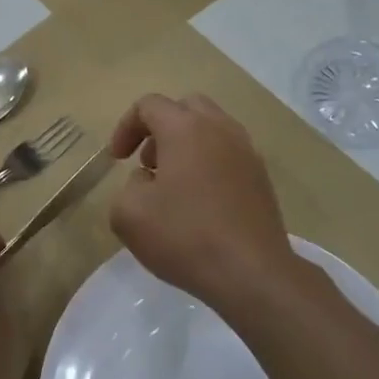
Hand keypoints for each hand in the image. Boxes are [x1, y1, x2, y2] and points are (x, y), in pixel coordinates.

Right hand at [108, 93, 295, 309]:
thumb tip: (147, 181)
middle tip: (147, 162)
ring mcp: (247, 152)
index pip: (149, 105)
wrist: (251, 272)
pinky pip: (228, 155)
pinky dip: (208, 164)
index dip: (125, 127)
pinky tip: (199, 204)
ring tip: (172, 185)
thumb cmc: (184, 236)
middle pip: (186, 107)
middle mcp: (220, 129)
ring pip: (211, 129)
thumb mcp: (128, 214)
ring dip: (186, 146)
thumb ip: (128, 186)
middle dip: (160, 128)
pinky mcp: (261, 178)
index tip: (117, 159)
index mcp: (185, 128)